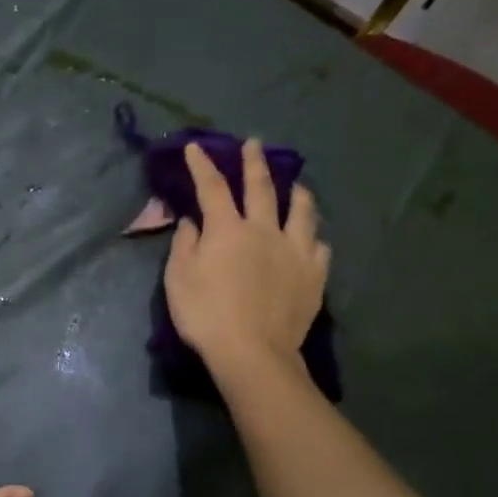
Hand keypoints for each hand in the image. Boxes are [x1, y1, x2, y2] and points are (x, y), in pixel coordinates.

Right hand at [163, 139, 330, 382]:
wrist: (252, 352)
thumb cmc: (206, 315)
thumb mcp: (179, 278)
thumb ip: (185, 244)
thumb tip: (193, 221)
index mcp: (227, 230)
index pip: (212, 188)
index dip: (203, 165)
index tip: (196, 147)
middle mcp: (264, 230)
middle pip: (261, 188)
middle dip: (254, 163)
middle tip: (254, 144)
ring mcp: (295, 251)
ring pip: (301, 211)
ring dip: (297, 193)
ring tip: (297, 185)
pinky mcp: (314, 275)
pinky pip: (319, 247)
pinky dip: (313, 238)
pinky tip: (311, 240)